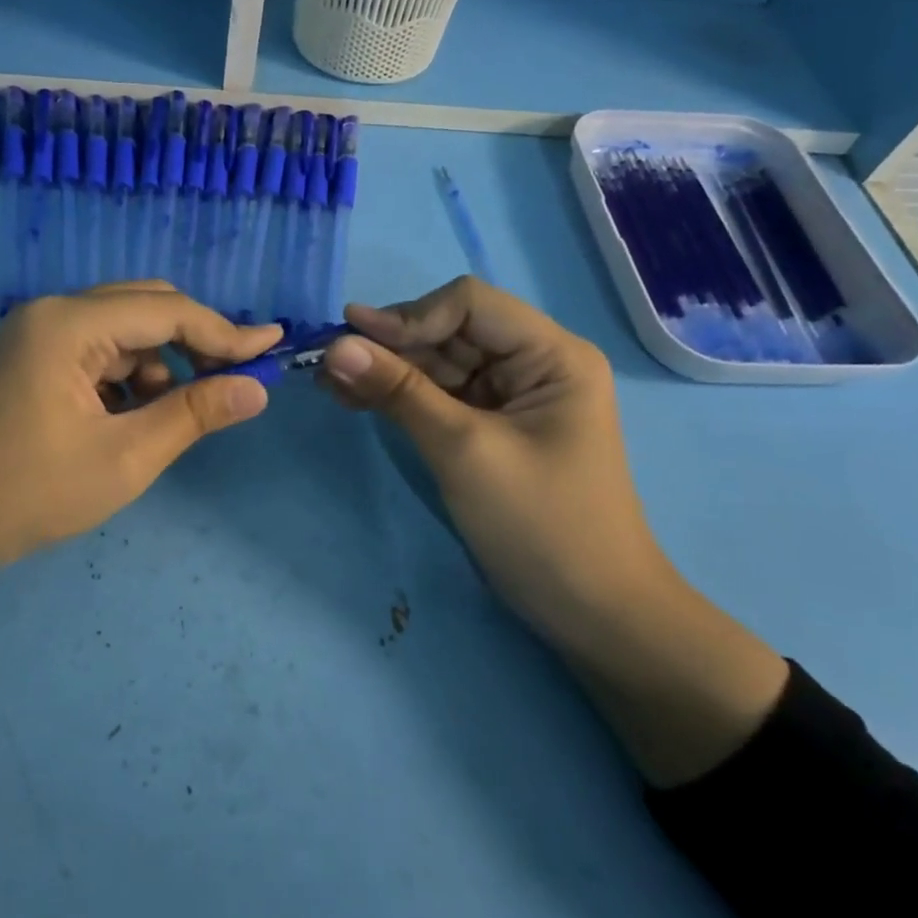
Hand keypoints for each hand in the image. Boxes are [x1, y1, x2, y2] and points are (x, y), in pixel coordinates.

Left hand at [0, 282, 281, 586]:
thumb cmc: (31, 494)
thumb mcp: (126, 457)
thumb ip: (194, 413)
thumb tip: (257, 388)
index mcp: (69, 324)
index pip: (167, 311)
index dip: (225, 331)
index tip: (272, 348)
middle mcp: (52, 312)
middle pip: (145, 306)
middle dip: (194, 340)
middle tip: (230, 381)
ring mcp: (36, 333)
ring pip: (123, 330)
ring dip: (159, 363)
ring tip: (164, 417)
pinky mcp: (31, 357)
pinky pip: (97, 351)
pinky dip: (126, 376)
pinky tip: (127, 419)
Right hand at [319, 277, 659, 631]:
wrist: (591, 613)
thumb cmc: (541, 526)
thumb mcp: (464, 451)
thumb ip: (400, 391)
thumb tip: (335, 345)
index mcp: (552, 355)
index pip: (470, 304)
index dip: (409, 315)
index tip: (352, 339)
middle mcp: (534, 363)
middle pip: (450, 331)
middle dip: (390, 344)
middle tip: (327, 363)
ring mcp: (512, 396)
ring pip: (438, 363)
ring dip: (387, 369)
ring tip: (329, 381)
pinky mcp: (491, 426)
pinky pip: (439, 396)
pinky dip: (400, 396)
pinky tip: (356, 398)